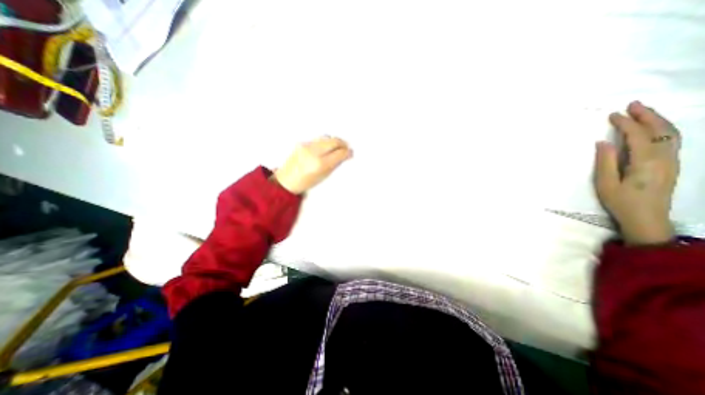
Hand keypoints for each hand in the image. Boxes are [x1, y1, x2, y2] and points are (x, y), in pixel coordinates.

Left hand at [274, 135, 354, 194]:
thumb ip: (334, 164)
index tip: (350, 153)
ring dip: (333, 141)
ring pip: (326, 137)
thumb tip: (344, 155)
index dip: (347, 152)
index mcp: (320, 164)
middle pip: (333, 141)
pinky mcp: (301, 143)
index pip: (339, 153)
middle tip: (346, 147)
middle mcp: (313, 152)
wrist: (286, 180)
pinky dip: (324, 142)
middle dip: (342, 143)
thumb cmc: (306, 183)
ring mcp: (306, 146)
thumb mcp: (323, 176)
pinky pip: (317, 139)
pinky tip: (325, 148)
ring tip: (337, 147)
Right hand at [593, 100, 682, 245]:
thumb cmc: (621, 202)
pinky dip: (663, 129)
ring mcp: (672, 161)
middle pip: (661, 130)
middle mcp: (665, 158)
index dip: (626, 124)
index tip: (613, 115)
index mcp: (646, 162)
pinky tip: (653, 127)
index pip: (638, 136)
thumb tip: (602, 142)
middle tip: (633, 104)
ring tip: (642, 111)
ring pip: (671, 133)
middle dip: (647, 115)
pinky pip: (672, 140)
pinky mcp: (672, 165)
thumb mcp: (606, 184)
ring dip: (657, 120)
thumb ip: (605, 162)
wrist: (647, 219)